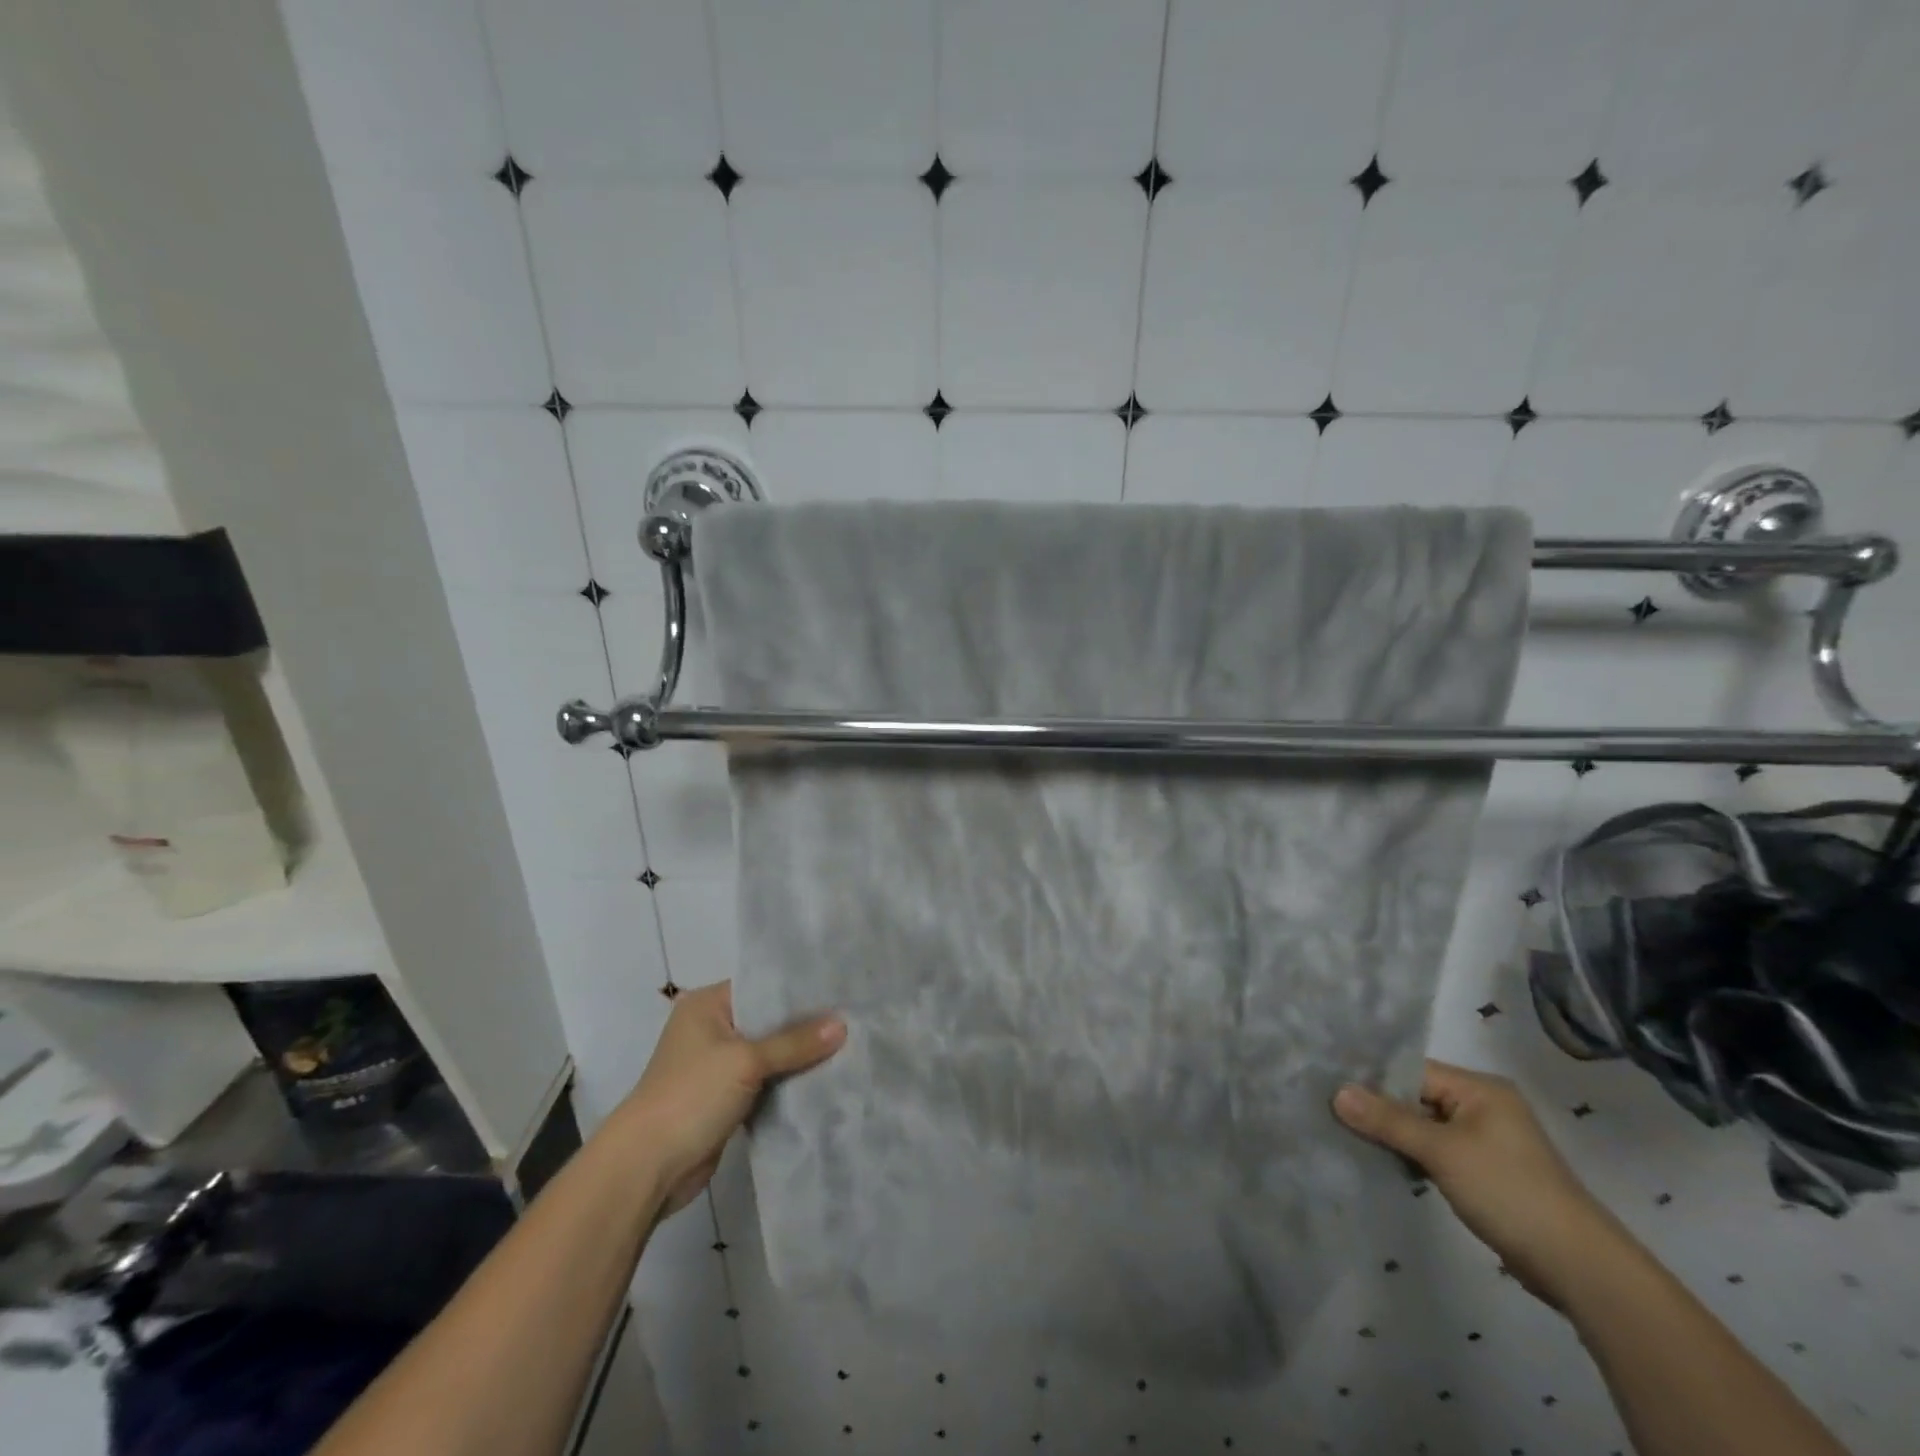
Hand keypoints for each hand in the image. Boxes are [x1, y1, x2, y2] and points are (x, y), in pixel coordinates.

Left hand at [613, 982, 844, 1216]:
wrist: (647, 1168)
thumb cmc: (691, 1096)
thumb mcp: (746, 1061)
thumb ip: (795, 1043)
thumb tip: (843, 1025)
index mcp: (708, 1004)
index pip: (762, 985)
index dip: (799, 989)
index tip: (840, 989)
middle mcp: (711, 1028)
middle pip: (768, 1019)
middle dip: (805, 1025)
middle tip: (852, 1017)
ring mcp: (717, 1065)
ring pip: (769, 1053)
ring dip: (798, 1056)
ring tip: (847, 1045)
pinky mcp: (724, 1099)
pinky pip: (765, 1081)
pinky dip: (787, 1082)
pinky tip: (823, 1078)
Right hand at [1333, 1060, 1628, 1308]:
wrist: (1579, 1268)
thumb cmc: (1509, 1192)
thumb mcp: (1442, 1151)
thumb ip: (1388, 1120)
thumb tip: (1336, 1093)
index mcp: (1480, 1088)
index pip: (1412, 1070)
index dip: (1372, 1078)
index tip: (1330, 1086)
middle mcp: (1483, 1106)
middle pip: (1417, 1096)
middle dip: (1379, 1107)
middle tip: (1331, 1111)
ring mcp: (1487, 1141)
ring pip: (1425, 1126)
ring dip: (1394, 1134)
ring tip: (1348, 1134)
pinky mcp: (1486, 1172)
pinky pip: (1437, 1151)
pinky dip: (1413, 1155)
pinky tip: (1384, 1161)